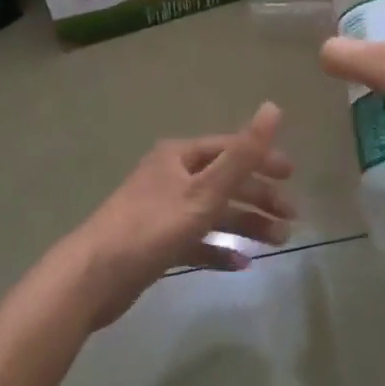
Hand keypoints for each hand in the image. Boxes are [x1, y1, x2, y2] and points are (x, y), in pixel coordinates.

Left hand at [56, 103, 294, 329]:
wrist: (92, 278)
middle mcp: (171, 176)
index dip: (262, 158)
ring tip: (278, 242)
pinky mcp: (157, 243)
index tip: (292, 177)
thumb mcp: (204, 191)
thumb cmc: (152, 227)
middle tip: (291, 217)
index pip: (229, 148)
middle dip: (258, 196)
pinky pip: (197, 241)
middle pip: (224, 180)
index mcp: (179, 156)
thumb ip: (242, 154)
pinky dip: (220, 249)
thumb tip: (273, 107)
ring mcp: (163, 210)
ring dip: (245, 224)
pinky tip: (242, 264)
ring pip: (213, 212)